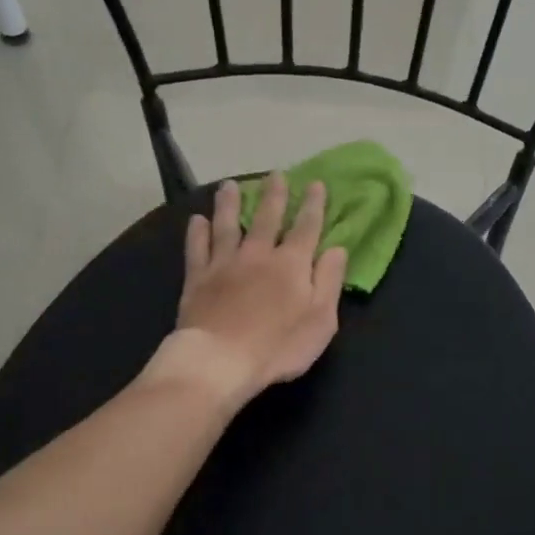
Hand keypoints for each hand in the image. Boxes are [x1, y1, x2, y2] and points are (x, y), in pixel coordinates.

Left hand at [151, 174, 348, 405]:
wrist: (220, 360)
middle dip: (274, 195)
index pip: (306, 227)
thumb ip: (329, 280)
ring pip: (227, 225)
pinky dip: (197, 232)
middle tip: (275, 174)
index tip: (315, 184)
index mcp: (292, 264)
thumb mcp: (320, 319)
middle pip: (266, 218)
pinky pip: (197, 247)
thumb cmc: (279, 346)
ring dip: (230, 203)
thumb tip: (337, 248)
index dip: (313, 205)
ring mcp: (224, 263)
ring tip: (229, 185)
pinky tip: (197, 220)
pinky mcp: (197, 278)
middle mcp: (258, 254)